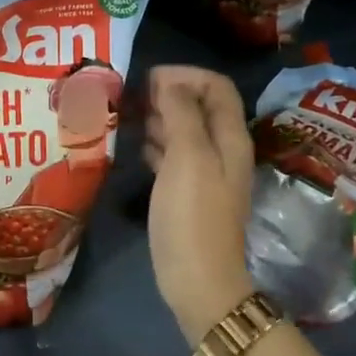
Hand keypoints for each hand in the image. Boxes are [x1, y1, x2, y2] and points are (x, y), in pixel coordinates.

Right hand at [144, 66, 255, 344]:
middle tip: (131, 97)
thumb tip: (170, 82)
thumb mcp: (187, 157)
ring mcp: (204, 172)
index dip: (185, 75)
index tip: (148, 81)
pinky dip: (155, 143)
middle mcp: (221, 149)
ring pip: (183, 129)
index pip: (216, 86)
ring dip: (158, 117)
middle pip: (199, 105)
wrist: (197, 279)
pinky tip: (135, 145)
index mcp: (229, 137)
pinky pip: (172, 155)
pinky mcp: (187, 192)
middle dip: (167, 93)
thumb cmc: (192, 215)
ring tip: (126, 116)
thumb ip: (181, 114)